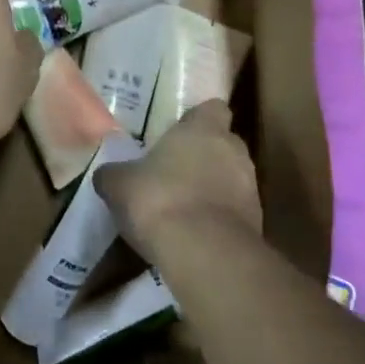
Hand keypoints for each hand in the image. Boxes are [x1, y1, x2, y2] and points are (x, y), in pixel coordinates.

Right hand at [94, 100, 262, 263]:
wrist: (204, 254)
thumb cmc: (159, 200)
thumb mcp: (119, 184)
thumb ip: (115, 174)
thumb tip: (107, 174)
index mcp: (204, 128)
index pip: (213, 109)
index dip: (198, 119)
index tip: (179, 133)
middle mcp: (234, 150)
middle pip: (224, 144)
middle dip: (205, 156)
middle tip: (176, 171)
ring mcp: (251, 188)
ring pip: (232, 179)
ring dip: (213, 189)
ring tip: (184, 207)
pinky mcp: (257, 223)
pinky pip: (235, 212)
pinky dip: (219, 219)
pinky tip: (195, 235)